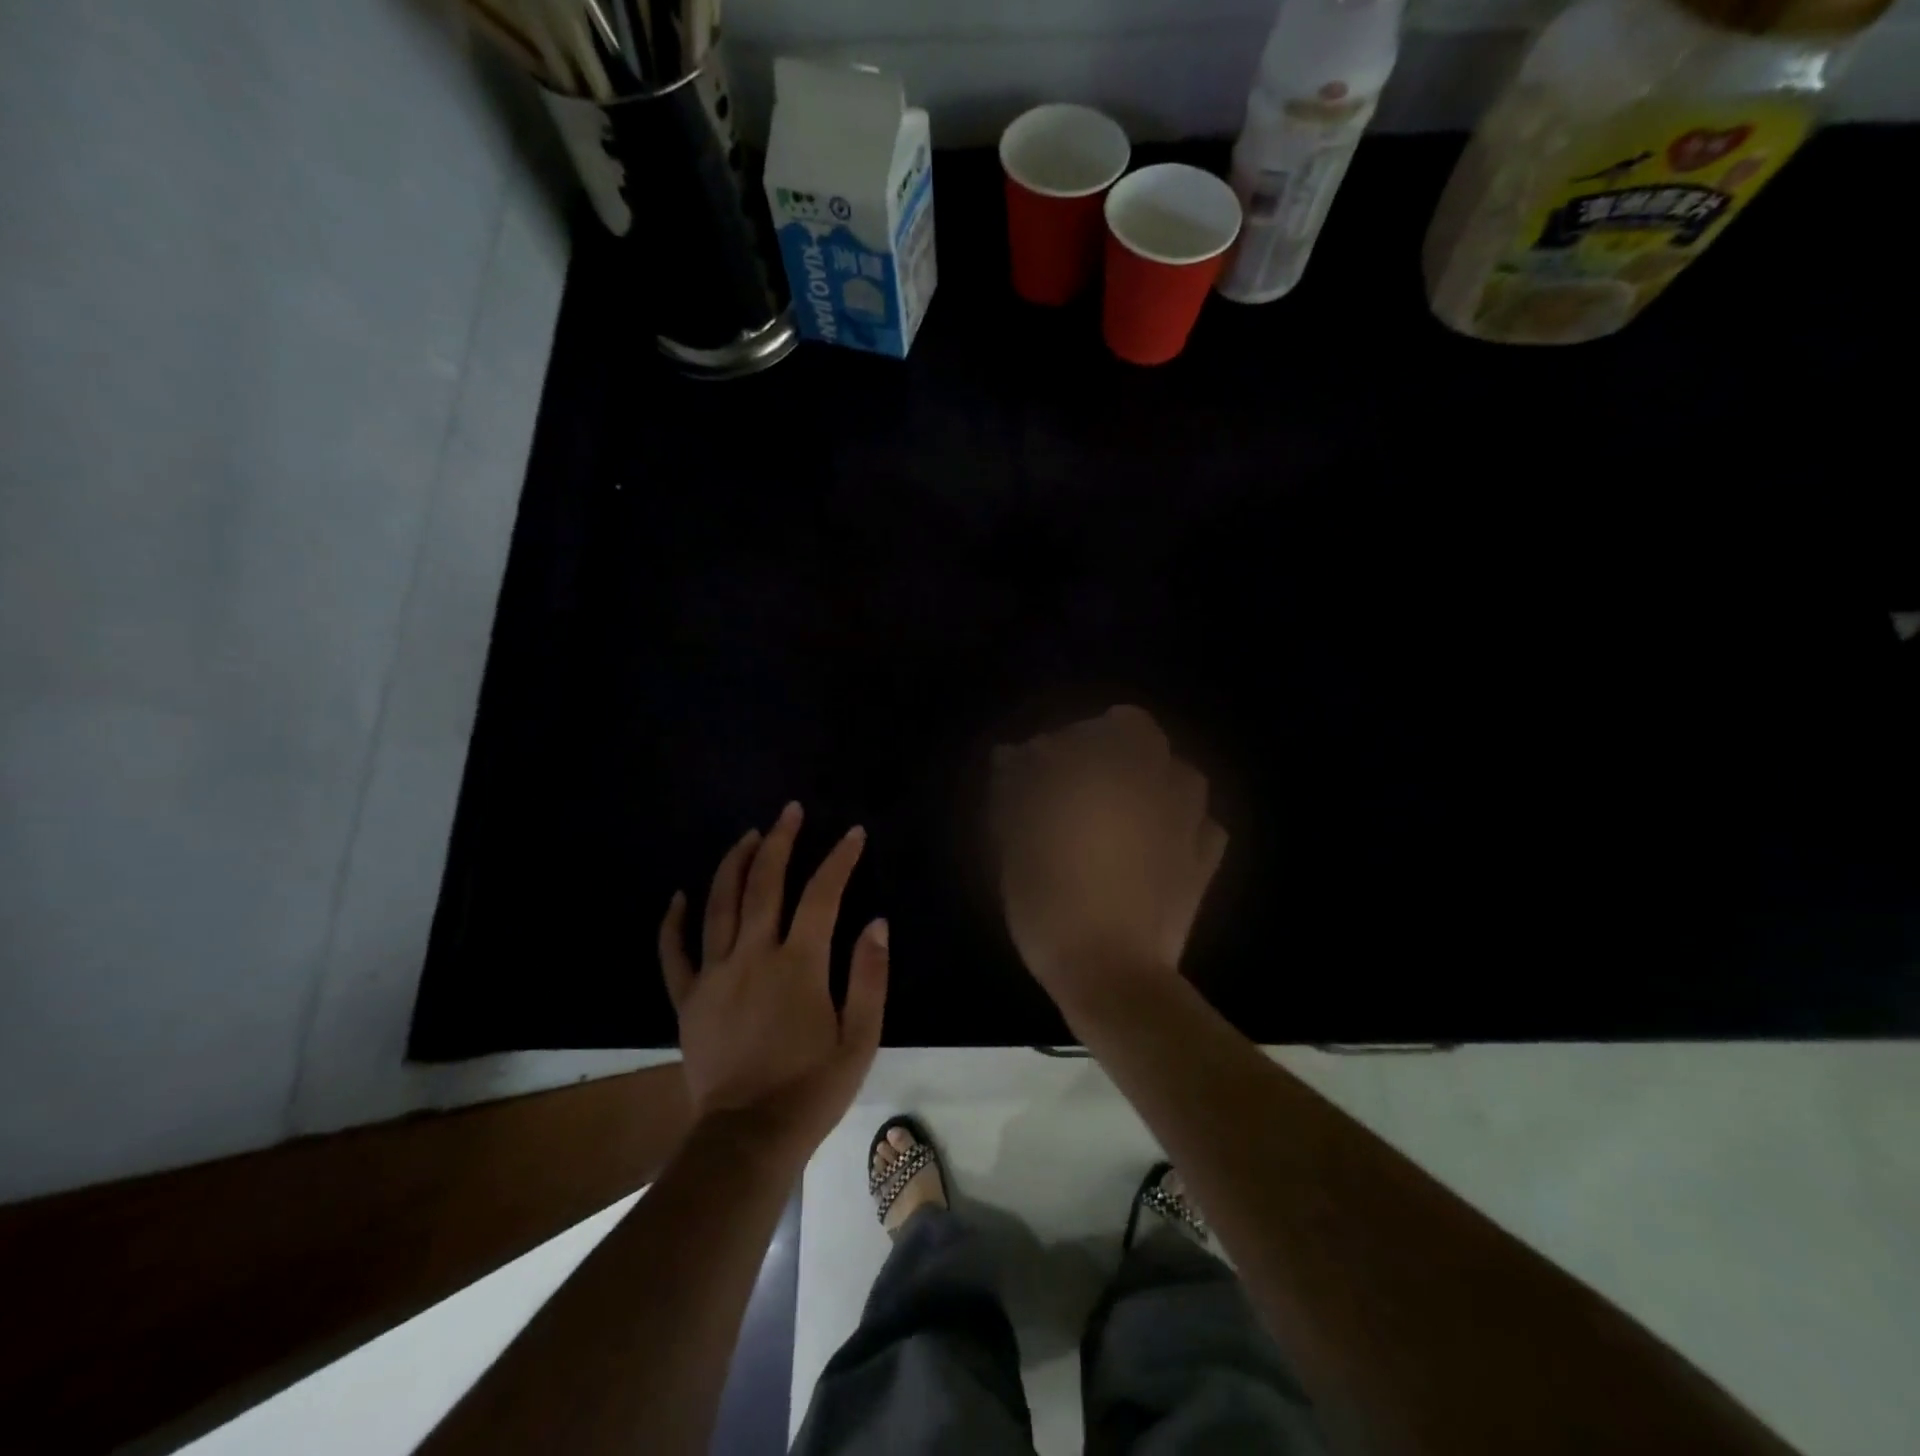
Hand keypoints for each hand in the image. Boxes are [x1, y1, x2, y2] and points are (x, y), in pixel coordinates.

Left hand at [659, 802, 887, 1158]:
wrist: (748, 1138)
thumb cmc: (812, 1089)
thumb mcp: (860, 1039)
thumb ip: (870, 977)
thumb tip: (877, 923)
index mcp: (799, 965)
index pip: (822, 895)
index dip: (839, 859)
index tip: (853, 834)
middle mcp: (754, 956)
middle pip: (764, 884)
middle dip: (780, 842)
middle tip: (789, 811)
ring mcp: (715, 975)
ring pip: (719, 905)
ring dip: (734, 864)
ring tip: (748, 836)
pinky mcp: (688, 999)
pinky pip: (675, 952)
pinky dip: (675, 921)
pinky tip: (680, 895)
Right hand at [991, 706, 1226, 1011]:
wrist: (1111, 973)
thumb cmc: (1051, 903)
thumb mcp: (1016, 844)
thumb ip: (1016, 790)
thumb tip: (1013, 756)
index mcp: (1106, 775)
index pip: (1089, 727)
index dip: (1063, 740)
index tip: (1039, 766)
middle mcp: (1152, 785)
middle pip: (1139, 734)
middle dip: (1108, 744)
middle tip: (1078, 779)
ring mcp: (1186, 822)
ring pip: (1179, 772)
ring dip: (1151, 775)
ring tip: (1124, 803)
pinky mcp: (1203, 861)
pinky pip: (1202, 823)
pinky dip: (1182, 820)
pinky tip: (1160, 838)